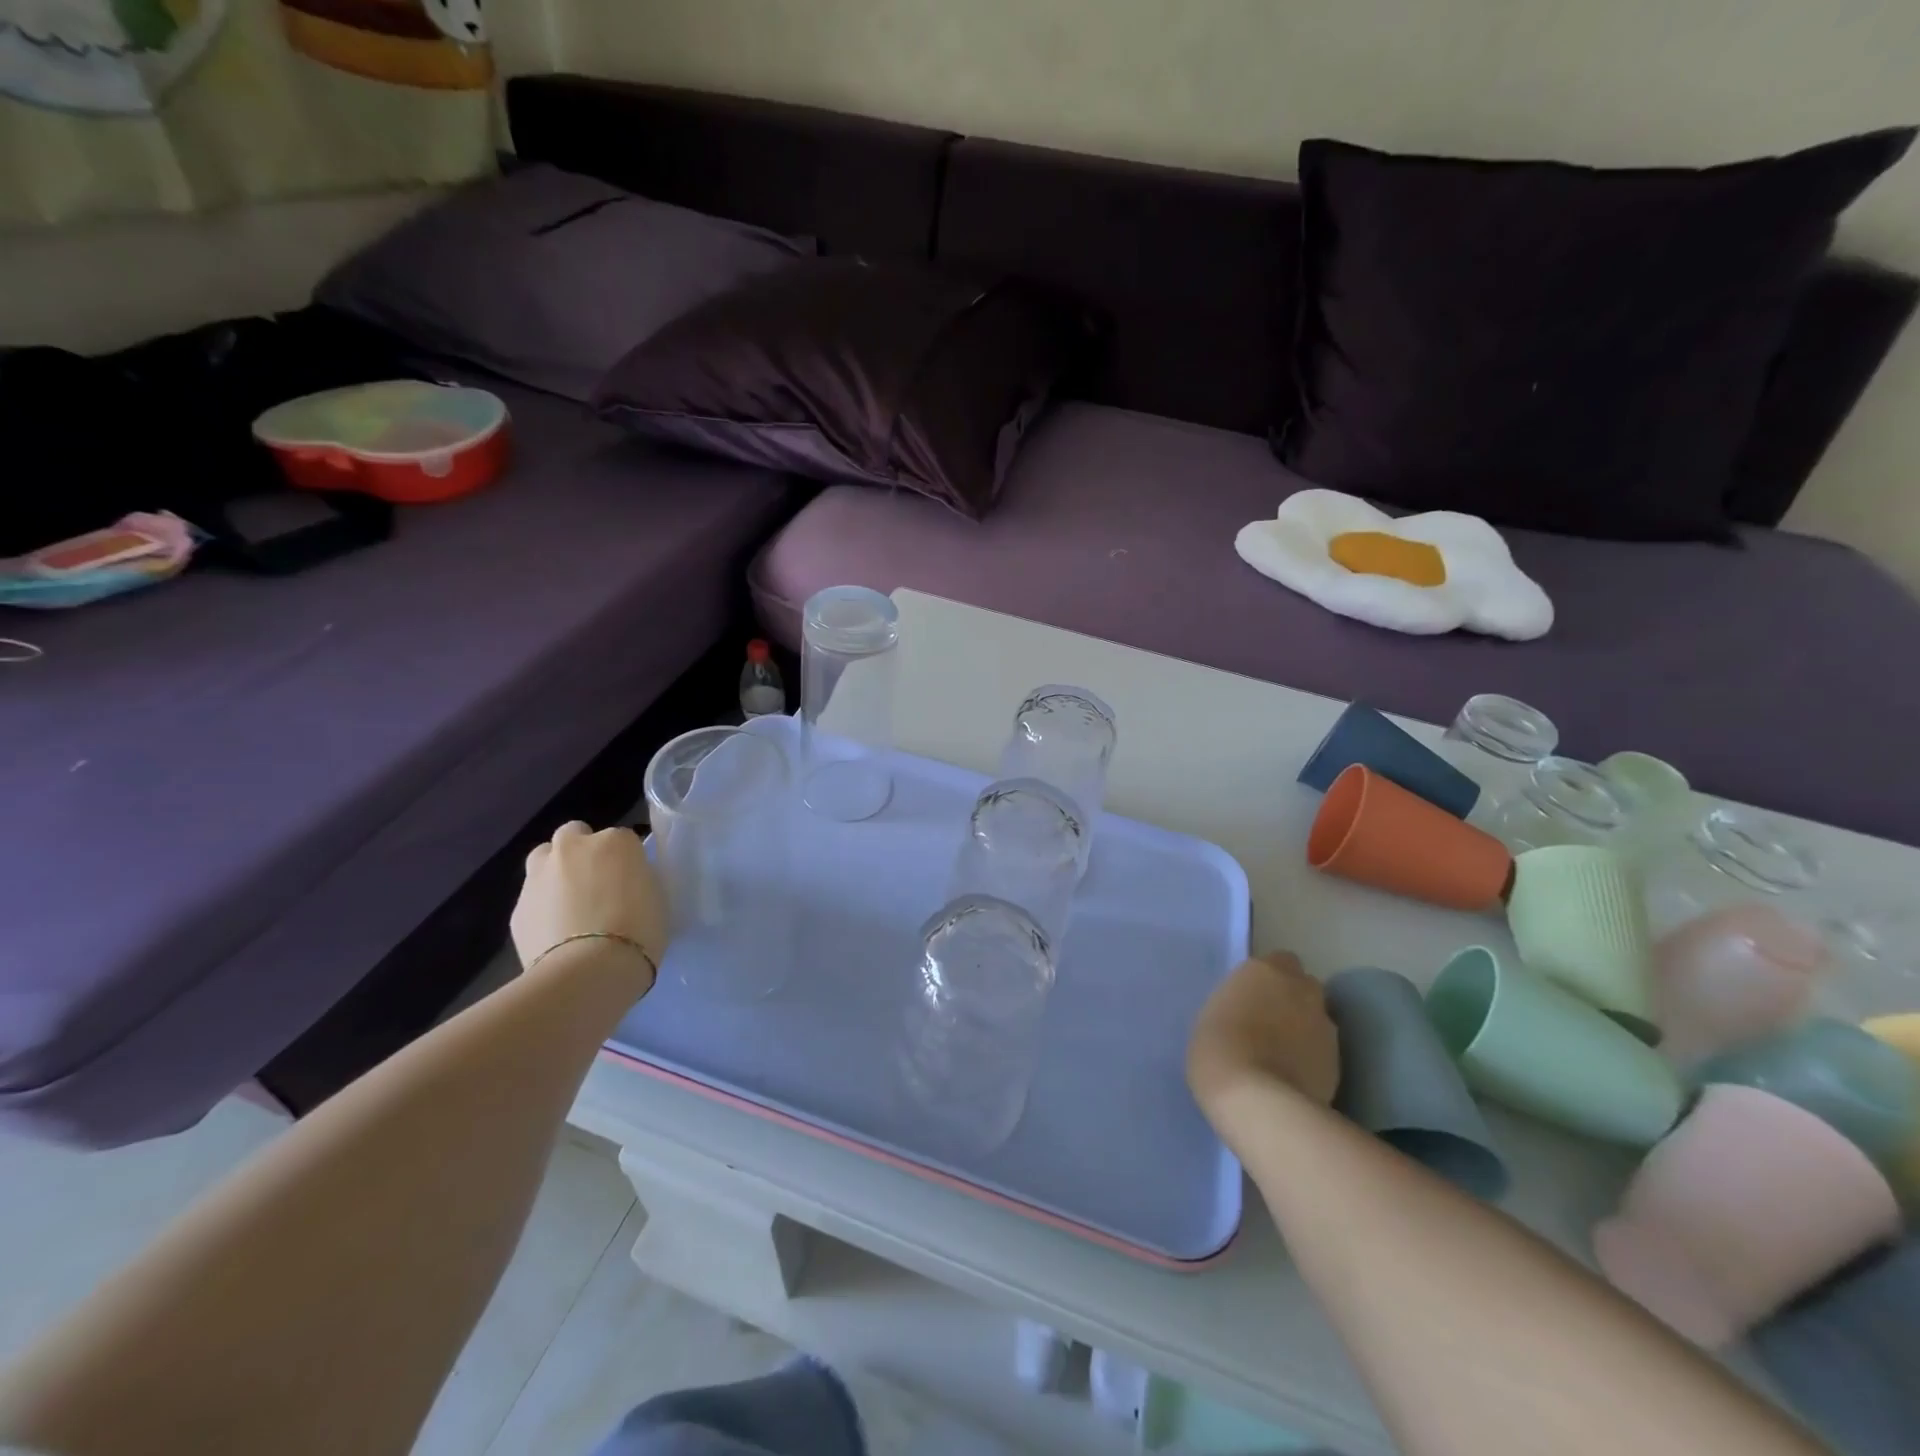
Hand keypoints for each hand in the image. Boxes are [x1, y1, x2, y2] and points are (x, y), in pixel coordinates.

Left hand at [511, 822, 667, 983]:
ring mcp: (539, 875)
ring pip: (543, 858)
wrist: (590, 970)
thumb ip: (635, 879)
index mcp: (615, 841)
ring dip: (555, 871)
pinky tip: (555, 933)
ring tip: (570, 904)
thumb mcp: (655, 896)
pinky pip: (533, 898)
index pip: (622, 839)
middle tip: (596, 882)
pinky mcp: (518, 907)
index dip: (625, 860)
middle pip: (574, 834)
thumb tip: (624, 884)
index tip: (631, 881)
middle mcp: (574, 847)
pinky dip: (542, 908)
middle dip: (582, 851)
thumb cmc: (640, 931)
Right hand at [1187, 951, 1339, 1123]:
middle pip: (1303, 985)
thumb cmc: (1218, 1050)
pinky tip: (1294, 1077)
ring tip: (1283, 1056)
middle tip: (1270, 1024)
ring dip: (1304, 1029)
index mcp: (1263, 970)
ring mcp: (1324, 1023)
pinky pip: (1324, 1049)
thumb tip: (1251, 1014)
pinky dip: (1313, 1058)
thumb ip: (1238, 1005)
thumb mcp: (1211, 1016)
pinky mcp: (1339, 1059)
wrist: (1258, 1100)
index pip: (1277, 961)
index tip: (1253, 999)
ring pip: (1317, 1017)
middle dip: (1292, 999)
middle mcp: (1300, 988)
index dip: (1268, 980)